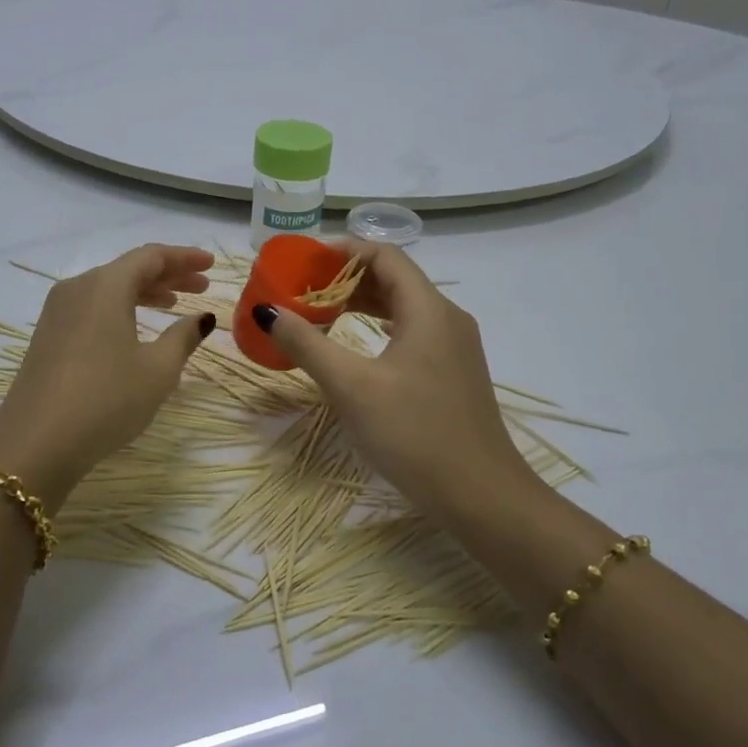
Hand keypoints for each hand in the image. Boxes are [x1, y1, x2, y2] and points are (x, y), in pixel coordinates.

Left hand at [0, 244, 214, 509]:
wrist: (37, 443)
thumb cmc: (107, 399)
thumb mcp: (157, 370)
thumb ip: (183, 337)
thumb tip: (202, 318)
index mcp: (105, 286)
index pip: (151, 256)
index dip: (184, 258)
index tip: (211, 265)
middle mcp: (77, 288)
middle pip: (128, 269)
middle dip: (168, 275)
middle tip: (201, 287)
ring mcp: (57, 312)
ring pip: (108, 289)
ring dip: (144, 292)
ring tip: (173, 306)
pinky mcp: (48, 336)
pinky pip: (92, 308)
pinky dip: (120, 309)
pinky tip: (135, 328)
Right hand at [254, 243, 544, 536]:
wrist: (479, 495)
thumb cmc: (414, 433)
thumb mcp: (352, 387)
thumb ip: (307, 344)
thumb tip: (268, 311)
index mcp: (429, 309)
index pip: (384, 255)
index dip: (343, 251)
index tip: (303, 261)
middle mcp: (447, 318)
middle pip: (394, 278)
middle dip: (346, 278)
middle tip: (302, 290)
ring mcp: (455, 347)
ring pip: (403, 308)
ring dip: (361, 304)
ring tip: (319, 313)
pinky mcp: (453, 373)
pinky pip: (412, 333)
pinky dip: (378, 328)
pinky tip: (355, 347)